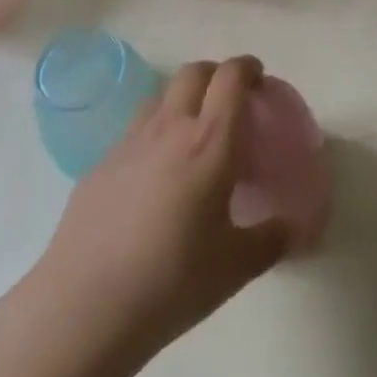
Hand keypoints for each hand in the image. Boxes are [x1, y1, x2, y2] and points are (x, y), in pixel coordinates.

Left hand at [36, 55, 288, 366]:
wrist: (83, 309)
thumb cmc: (171, 282)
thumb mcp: (235, 267)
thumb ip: (271, 240)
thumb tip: (293, 229)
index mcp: (210, 143)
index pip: (230, 78)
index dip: (247, 68)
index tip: (258, 79)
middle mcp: (170, 128)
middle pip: (193, 72)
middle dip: (216, 74)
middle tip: (229, 100)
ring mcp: (129, 143)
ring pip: (160, 96)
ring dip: (182, 99)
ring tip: (191, 133)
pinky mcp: (100, 165)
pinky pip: (134, 130)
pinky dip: (153, 133)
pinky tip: (154, 175)